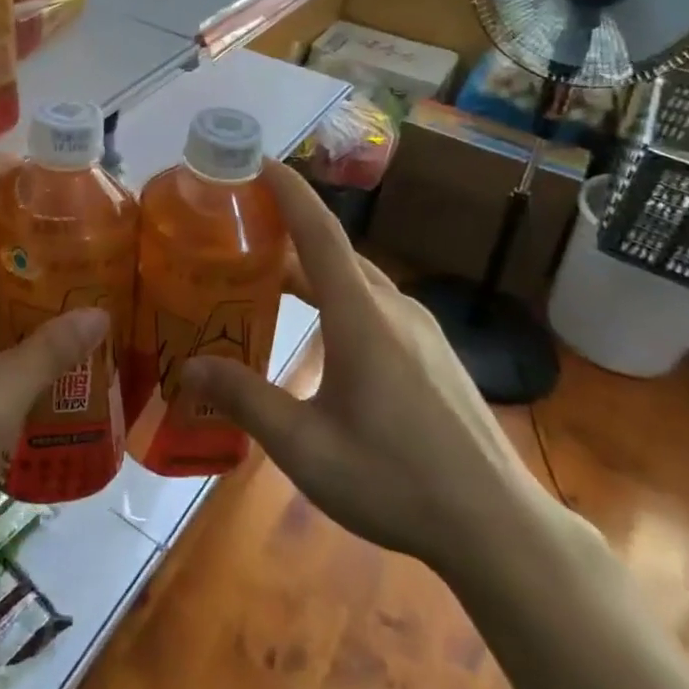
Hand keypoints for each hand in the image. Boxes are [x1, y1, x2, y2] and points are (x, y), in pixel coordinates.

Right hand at [183, 160, 550, 575]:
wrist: (498, 527)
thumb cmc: (396, 481)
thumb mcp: (306, 447)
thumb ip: (245, 400)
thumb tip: (189, 368)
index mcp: (362, 317)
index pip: (319, 232)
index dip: (288, 191)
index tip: (257, 161)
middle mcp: (393, 309)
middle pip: (334, 252)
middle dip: (287, 231)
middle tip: (238, 231)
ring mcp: (420, 329)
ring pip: (356, 278)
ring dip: (311, 268)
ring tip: (267, 279)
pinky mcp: (433, 352)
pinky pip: (375, 302)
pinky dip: (336, 294)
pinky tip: (321, 329)